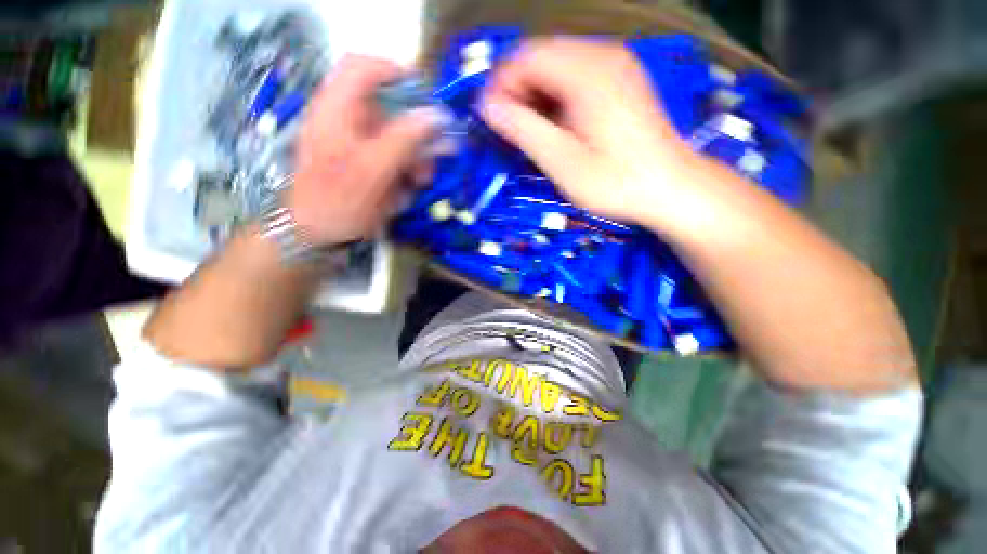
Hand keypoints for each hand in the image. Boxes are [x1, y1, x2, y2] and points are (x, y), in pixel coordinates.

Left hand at [288, 55, 446, 245]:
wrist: (314, 235)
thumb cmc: (339, 201)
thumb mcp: (374, 169)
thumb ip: (404, 139)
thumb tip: (436, 115)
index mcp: (337, 109)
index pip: (364, 67)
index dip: (396, 72)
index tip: (426, 96)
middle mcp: (344, 119)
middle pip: (387, 108)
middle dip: (415, 132)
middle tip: (431, 156)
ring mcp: (352, 142)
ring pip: (393, 136)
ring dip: (413, 156)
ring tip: (419, 181)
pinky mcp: (360, 162)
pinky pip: (389, 157)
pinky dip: (402, 171)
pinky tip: (403, 191)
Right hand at [480, 38, 705, 227]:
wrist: (670, 188)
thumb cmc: (616, 182)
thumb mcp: (564, 163)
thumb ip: (525, 131)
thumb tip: (489, 108)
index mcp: (588, 72)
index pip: (528, 57)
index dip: (501, 85)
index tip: (489, 118)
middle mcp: (603, 57)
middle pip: (542, 57)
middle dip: (516, 91)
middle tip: (507, 129)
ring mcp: (615, 66)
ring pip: (557, 67)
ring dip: (535, 96)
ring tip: (528, 131)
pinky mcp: (620, 81)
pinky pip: (575, 77)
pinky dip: (555, 98)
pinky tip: (555, 125)